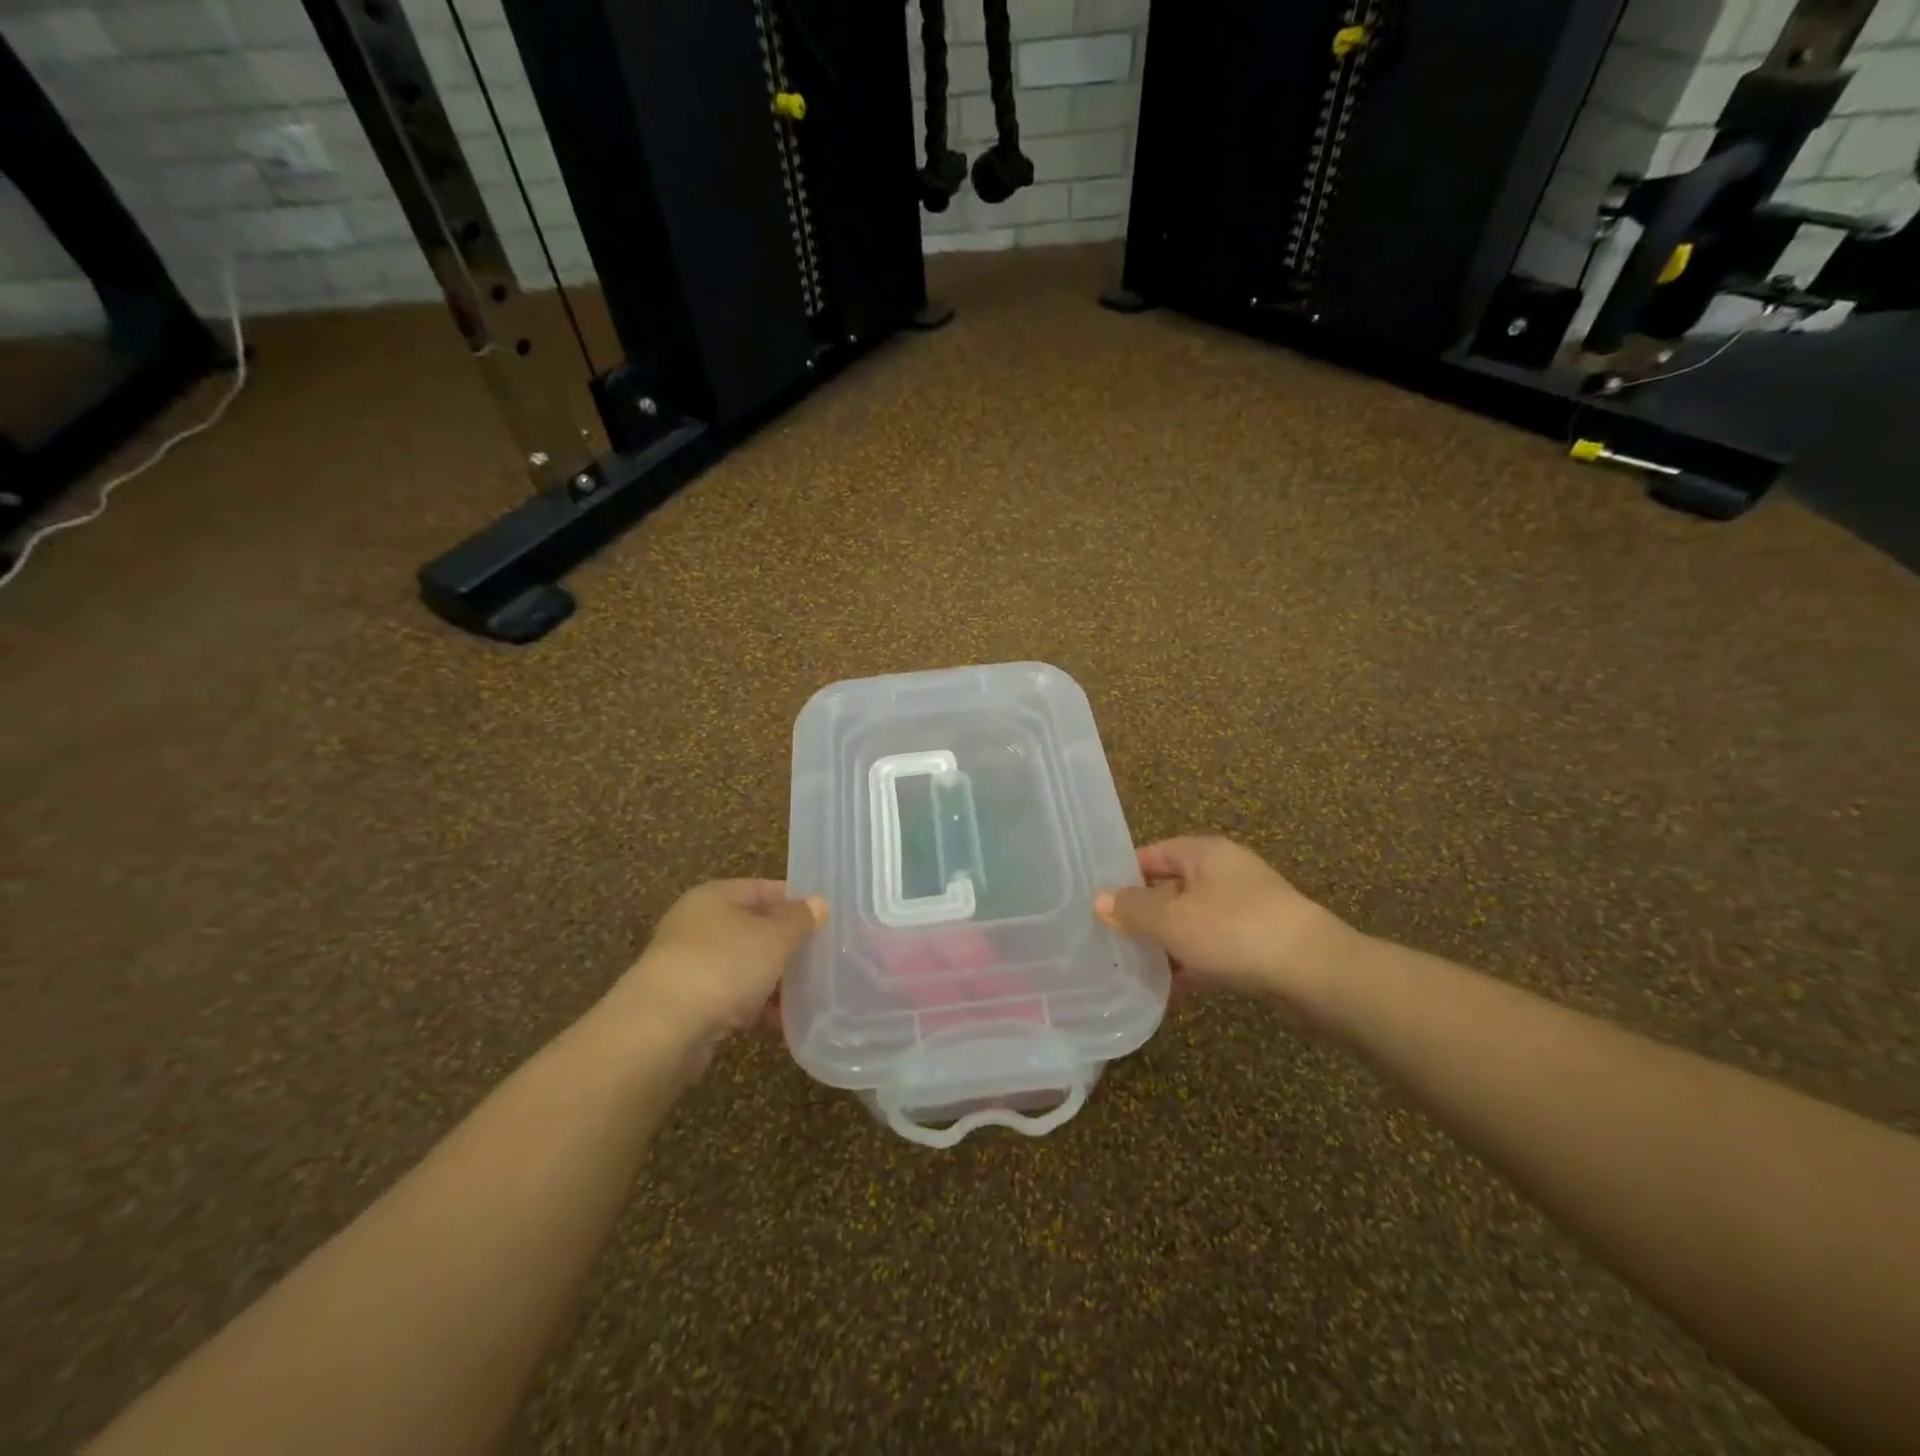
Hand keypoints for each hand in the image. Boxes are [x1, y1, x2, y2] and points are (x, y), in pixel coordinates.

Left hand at [608, 880, 825, 1053]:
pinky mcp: (689, 1007)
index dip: (796, 901)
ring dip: (775, 981)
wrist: (660, 1031)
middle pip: (754, 929)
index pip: (763, 889)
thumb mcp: (773, 937)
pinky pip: (733, 1000)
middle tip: (825, 957)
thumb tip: (818, 904)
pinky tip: (784, 1022)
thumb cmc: (722, 966)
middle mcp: (698, 927)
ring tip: (812, 994)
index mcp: (714, 898)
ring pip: (745, 967)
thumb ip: (799, 920)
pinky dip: (757, 1009)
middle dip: (788, 945)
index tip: (828, 918)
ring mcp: (691, 968)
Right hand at [1095, 837, 1353, 1021]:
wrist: (1317, 972)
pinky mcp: (1259, 942)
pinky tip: (1170, 993)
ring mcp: (1245, 908)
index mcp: (1204, 853)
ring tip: (1131, 968)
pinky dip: (1192, 965)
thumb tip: (1099, 899)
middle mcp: (1225, 873)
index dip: (1122, 874)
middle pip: (1170, 888)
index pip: (1151, 854)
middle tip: (1107, 938)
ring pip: (1191, 921)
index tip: (1094, 900)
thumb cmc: (1235, 931)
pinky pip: (1213, 948)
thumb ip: (1132, 909)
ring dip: (1165, 943)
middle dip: (1140, 914)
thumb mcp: (1172, 919)